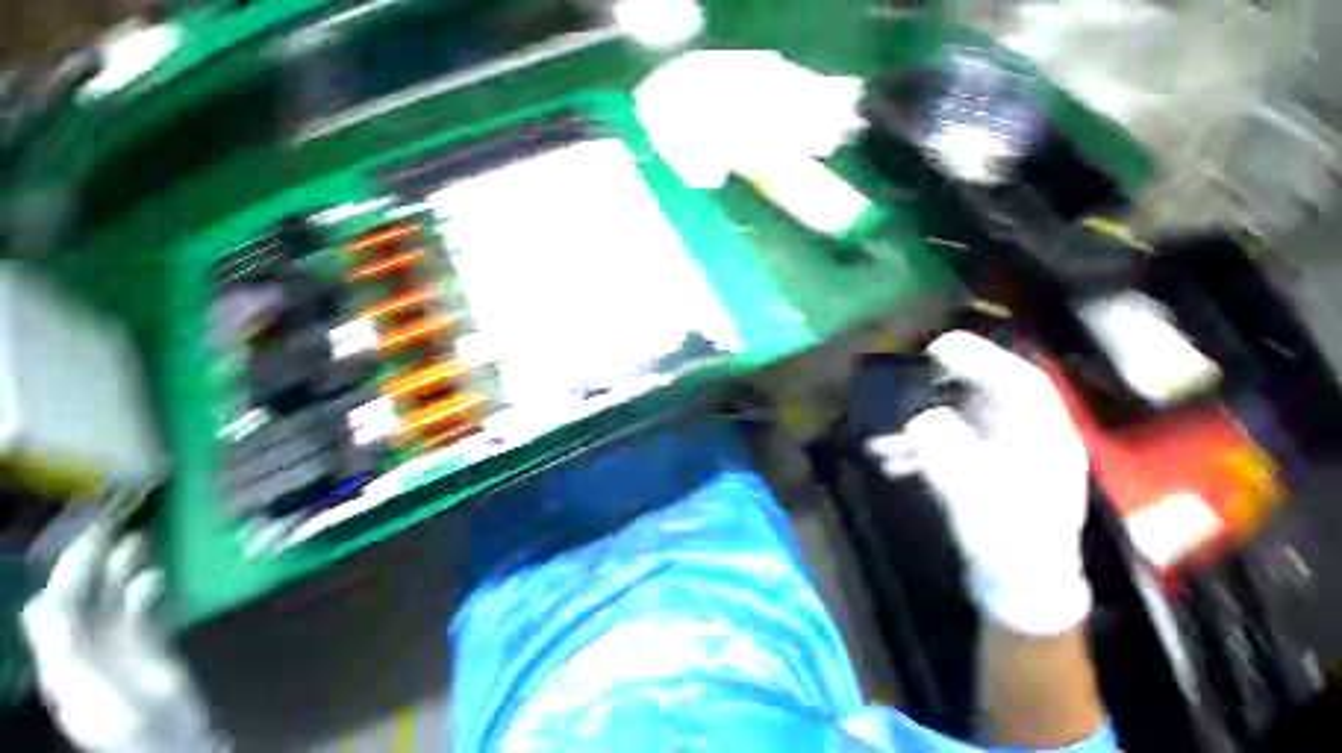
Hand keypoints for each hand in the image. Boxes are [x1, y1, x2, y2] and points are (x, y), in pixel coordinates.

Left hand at [20, 526, 218, 752]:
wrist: (173, 744)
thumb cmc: (124, 721)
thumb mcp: (87, 693)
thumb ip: (61, 652)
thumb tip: (43, 602)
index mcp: (62, 655)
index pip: (51, 604)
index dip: (63, 574)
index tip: (82, 544)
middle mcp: (82, 642)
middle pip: (80, 594)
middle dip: (91, 561)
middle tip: (111, 526)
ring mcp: (115, 643)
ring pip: (111, 596)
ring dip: (120, 568)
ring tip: (138, 542)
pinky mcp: (145, 642)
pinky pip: (140, 607)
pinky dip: (145, 589)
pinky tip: (156, 578)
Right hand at [867, 331, 1091, 635]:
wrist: (1019, 593)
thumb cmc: (1013, 552)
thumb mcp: (983, 505)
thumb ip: (952, 459)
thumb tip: (920, 419)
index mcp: (1044, 442)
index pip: (1021, 384)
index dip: (981, 359)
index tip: (939, 347)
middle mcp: (1025, 440)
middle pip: (983, 396)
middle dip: (940, 387)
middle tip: (902, 381)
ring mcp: (1001, 457)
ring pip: (958, 421)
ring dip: (917, 424)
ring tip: (882, 439)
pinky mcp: (980, 471)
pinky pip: (945, 445)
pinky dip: (916, 448)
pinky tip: (890, 460)